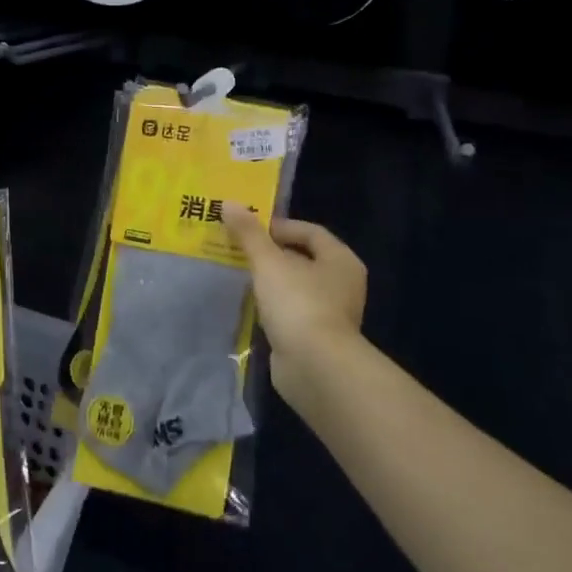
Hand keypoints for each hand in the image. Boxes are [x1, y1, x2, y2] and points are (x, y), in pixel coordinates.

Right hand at [223, 205, 367, 399]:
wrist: (315, 367)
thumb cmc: (298, 303)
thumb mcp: (269, 262)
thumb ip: (249, 234)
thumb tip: (229, 203)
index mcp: (340, 260)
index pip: (310, 232)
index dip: (279, 226)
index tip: (248, 228)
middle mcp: (342, 284)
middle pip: (303, 259)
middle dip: (271, 253)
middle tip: (238, 249)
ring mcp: (330, 314)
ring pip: (295, 287)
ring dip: (270, 281)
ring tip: (239, 275)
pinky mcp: (316, 338)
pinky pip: (291, 312)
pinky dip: (272, 306)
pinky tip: (251, 306)